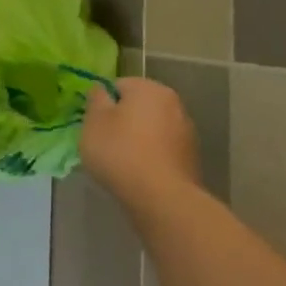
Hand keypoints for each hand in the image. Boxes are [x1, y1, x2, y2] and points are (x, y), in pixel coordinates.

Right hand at [79, 77, 201, 211]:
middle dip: (122, 120)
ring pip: (151, 129)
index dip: (103, 104)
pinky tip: (140, 174)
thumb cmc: (121, 152)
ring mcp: (186, 132)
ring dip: (138, 138)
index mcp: (149, 88)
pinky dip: (151, 156)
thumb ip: (95, 99)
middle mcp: (173, 103)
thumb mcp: (94, 121)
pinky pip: (162, 150)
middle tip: (105, 142)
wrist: (162, 199)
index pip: (118, 86)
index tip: (95, 125)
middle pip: (138, 106)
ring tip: (122, 162)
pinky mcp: (192, 158)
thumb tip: (102, 91)